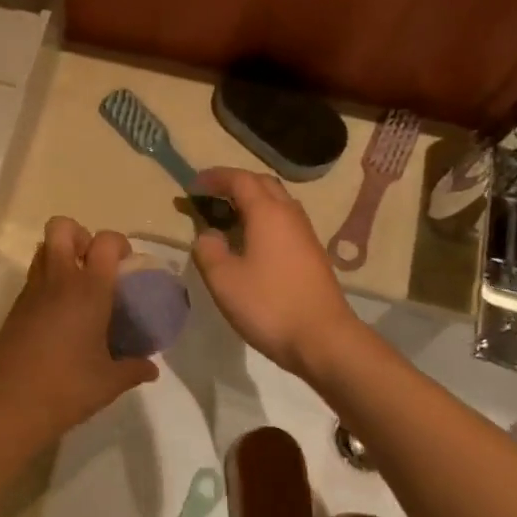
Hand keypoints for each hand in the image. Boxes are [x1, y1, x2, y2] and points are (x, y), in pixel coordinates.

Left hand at [0, 218, 157, 437]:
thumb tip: (151, 368)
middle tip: (94, 265)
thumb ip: (134, 369)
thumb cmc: (67, 388)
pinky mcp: (15, 307)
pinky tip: (59, 316)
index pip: (106, 241)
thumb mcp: (109, 382)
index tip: (126, 267)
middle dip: (80, 235)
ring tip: (77, 288)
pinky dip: (47, 282)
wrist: (9, 405)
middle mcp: (58, 280)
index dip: (119, 244)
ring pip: (43, 249)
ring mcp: (32, 291)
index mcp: (88, 290)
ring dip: (61, 256)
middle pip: (62, 227)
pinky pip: (33, 278)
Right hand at [191, 168, 358, 377]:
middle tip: (211, 196)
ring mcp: (305, 235)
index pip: (240, 180)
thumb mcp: (223, 280)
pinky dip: (264, 220)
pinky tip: (252, 243)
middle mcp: (290, 215)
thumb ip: (208, 250)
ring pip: (278, 203)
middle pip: (263, 184)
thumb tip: (208, 235)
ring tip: (229, 218)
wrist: (323, 339)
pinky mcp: (313, 255)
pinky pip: (285, 222)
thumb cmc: (269, 305)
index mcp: (267, 213)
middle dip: (235, 184)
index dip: (215, 177)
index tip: (192, 185)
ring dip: (252, 201)